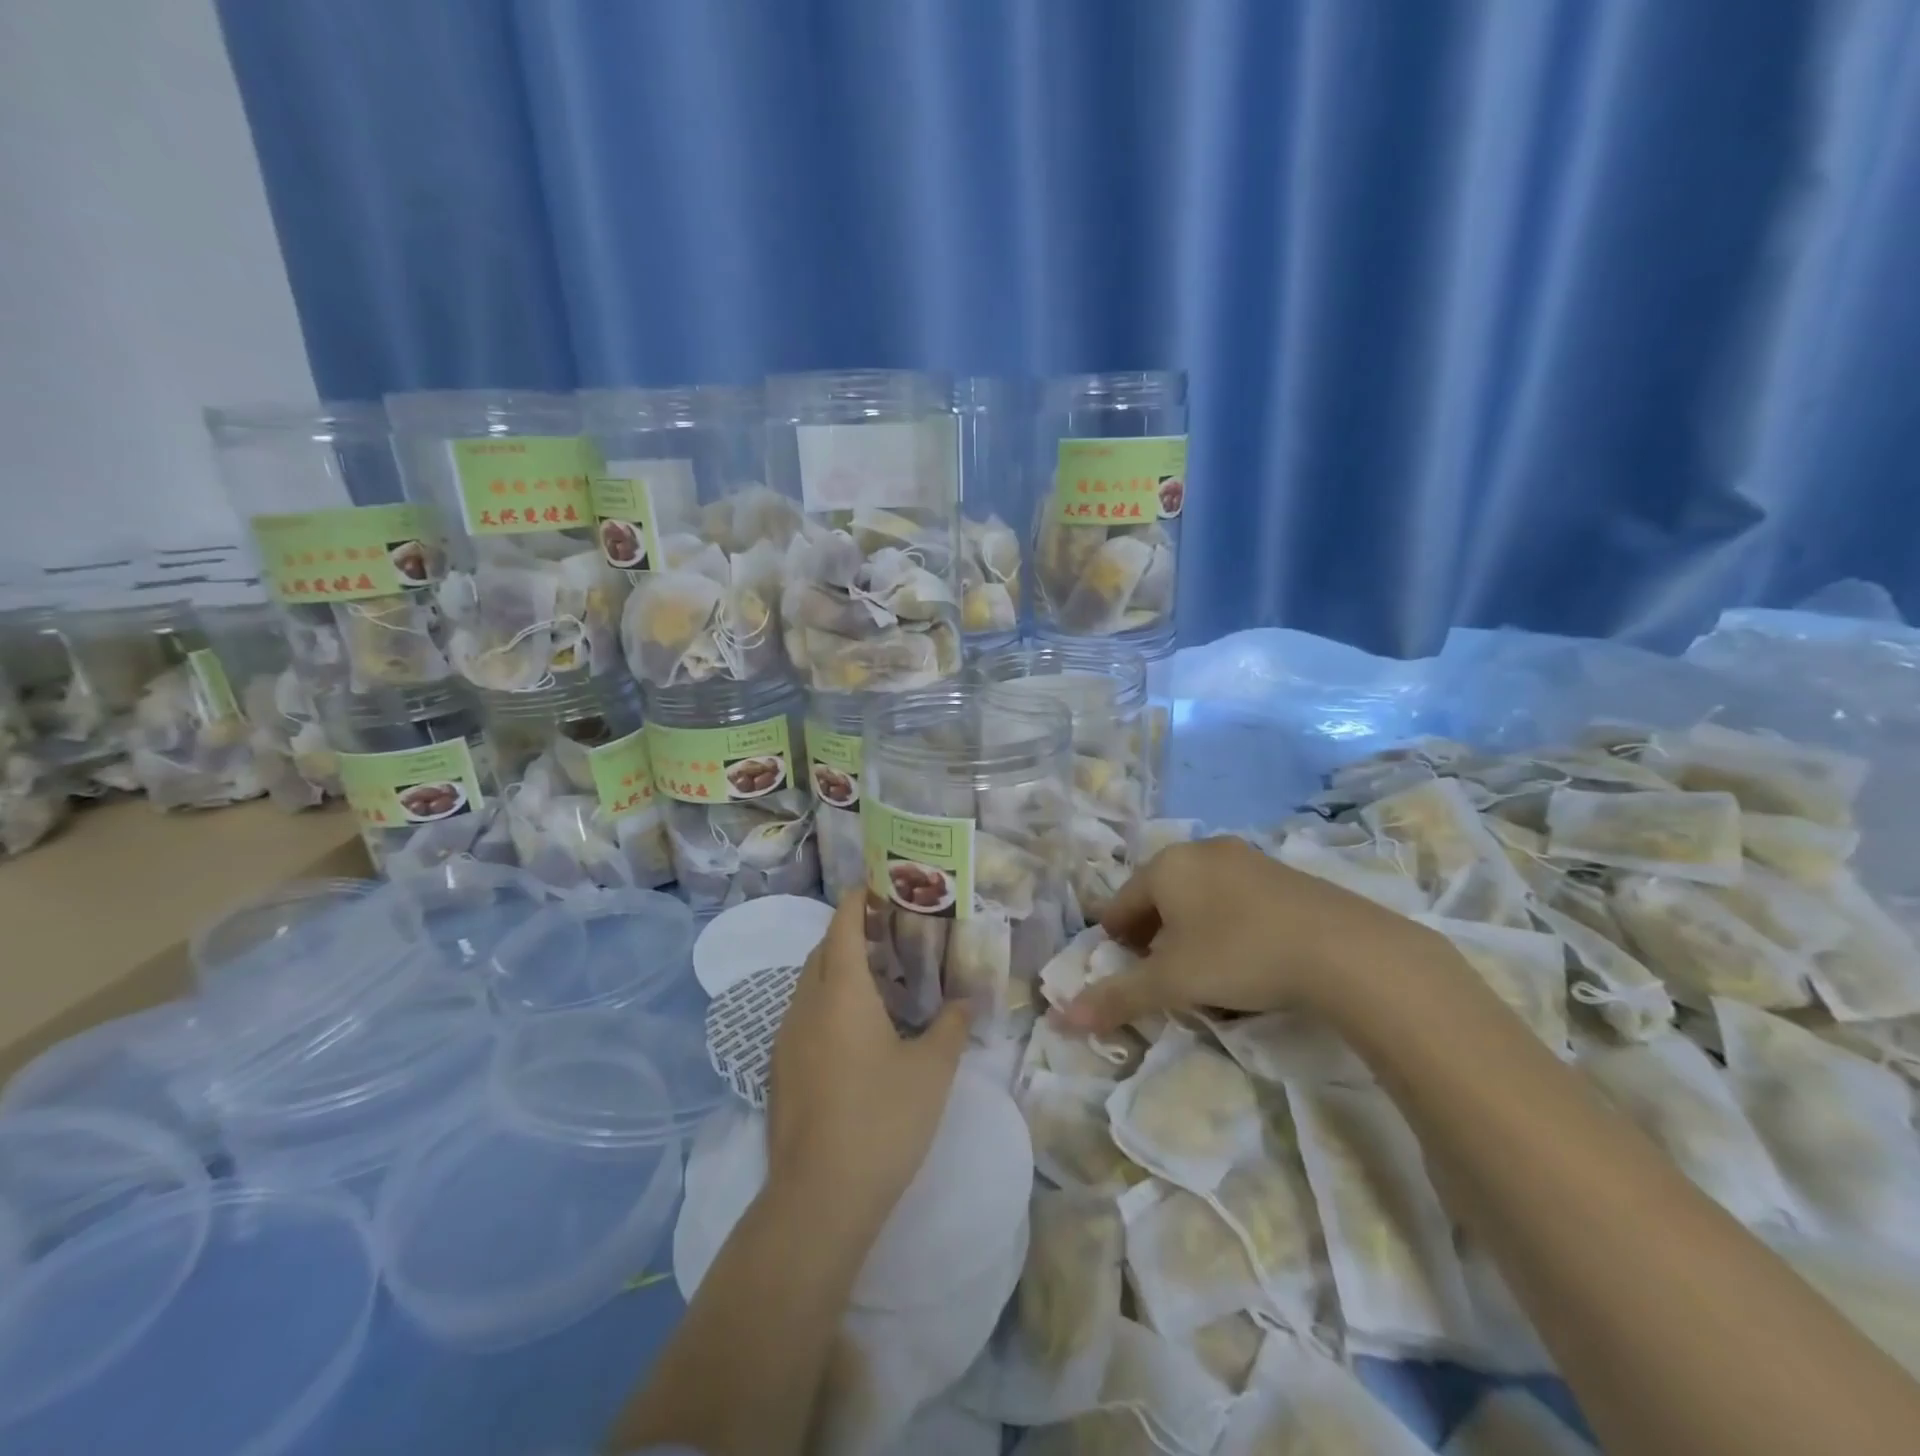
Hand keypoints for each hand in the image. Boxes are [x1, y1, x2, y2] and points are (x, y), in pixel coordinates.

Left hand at [765, 891, 972, 1244]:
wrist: (819, 1199)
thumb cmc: (882, 1120)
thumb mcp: (931, 1071)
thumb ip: (950, 1027)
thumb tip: (965, 1001)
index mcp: (841, 993)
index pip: (841, 927)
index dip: (855, 901)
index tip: (874, 886)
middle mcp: (805, 1005)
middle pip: (821, 952)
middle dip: (848, 934)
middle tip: (887, 934)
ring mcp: (786, 1039)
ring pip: (808, 985)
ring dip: (836, 970)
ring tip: (876, 980)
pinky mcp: (780, 1071)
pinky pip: (802, 1015)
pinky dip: (826, 1003)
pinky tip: (854, 1031)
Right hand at [1059, 836, 1432, 1033]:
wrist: (1345, 950)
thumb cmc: (1239, 956)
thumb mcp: (1172, 982)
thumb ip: (1117, 997)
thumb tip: (1062, 1019)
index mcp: (1167, 865)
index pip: (1121, 902)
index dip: (1114, 939)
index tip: (1120, 970)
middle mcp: (1202, 851)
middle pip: (1160, 896)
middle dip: (1153, 935)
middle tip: (1158, 974)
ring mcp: (1247, 859)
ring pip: (1200, 897)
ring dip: (1190, 931)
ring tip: (1201, 971)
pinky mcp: (1285, 875)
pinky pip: (1237, 899)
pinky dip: (1226, 925)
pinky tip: (1245, 958)